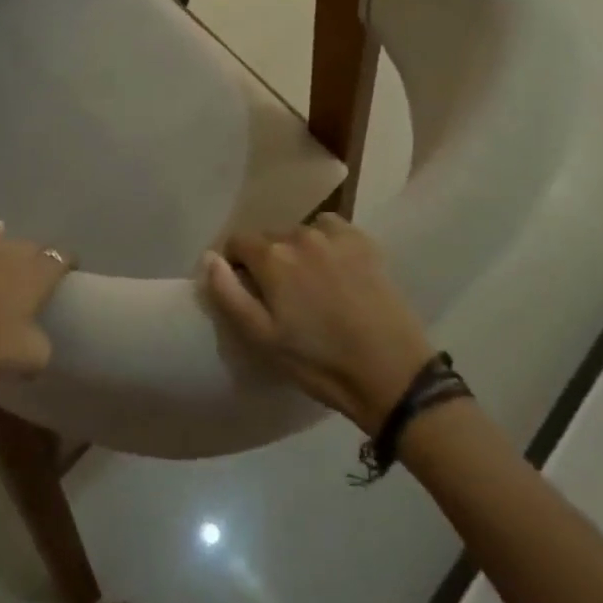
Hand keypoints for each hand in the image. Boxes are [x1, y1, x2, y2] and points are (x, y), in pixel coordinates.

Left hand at [0, 223, 70, 401]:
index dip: (69, 265)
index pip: (62, 258)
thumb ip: (43, 350)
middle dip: (39, 259)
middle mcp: (12, 252)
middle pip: (33, 248)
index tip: (70, 277)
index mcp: (37, 271)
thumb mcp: (27, 358)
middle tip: (39, 279)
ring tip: (10, 263)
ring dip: (8, 254)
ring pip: (2, 245)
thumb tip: (40, 346)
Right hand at [204, 214, 433, 434]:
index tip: (247, 291)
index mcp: (272, 257)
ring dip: (297, 251)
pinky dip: (326, 241)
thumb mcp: (263, 338)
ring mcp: (335, 235)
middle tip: (282, 296)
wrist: (392, 374)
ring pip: (300, 233)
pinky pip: (331, 228)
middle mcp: (299, 234)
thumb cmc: (319, 362)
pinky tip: (336, 268)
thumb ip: (228, 294)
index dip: (236, 265)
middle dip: (267, 260)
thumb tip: (210, 257)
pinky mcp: (364, 242)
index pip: (237, 242)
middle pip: (269, 237)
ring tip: (312, 285)